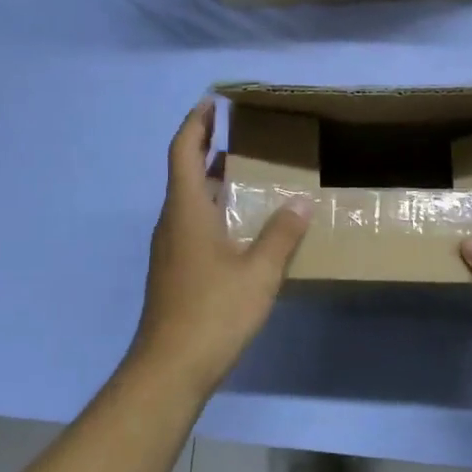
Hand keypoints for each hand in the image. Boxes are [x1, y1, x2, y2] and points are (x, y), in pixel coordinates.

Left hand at [127, 99, 311, 393]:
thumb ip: (281, 234)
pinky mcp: (176, 270)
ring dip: (215, 180)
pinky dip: (215, 209)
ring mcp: (171, 248)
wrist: (170, 368)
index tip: (213, 102)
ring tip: (250, 173)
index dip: (196, 123)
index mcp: (186, 210)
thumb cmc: (213, 312)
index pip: (184, 150)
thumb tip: (301, 201)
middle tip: (243, 134)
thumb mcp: (258, 272)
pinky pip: (194, 224)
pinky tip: (243, 224)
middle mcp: (173, 222)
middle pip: (186, 172)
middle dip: (209, 147)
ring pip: (190, 200)